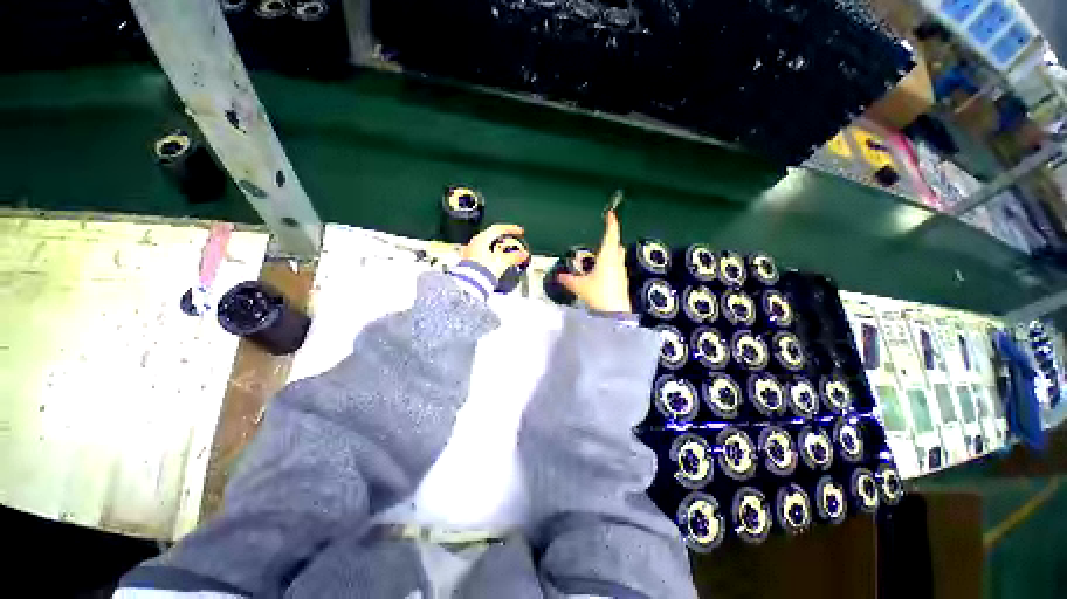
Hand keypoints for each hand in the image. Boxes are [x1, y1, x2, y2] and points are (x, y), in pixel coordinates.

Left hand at [461, 224, 530, 280]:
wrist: (470, 285)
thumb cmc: (482, 271)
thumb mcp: (503, 262)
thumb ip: (514, 257)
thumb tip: (523, 255)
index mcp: (481, 239)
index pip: (497, 229)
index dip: (510, 229)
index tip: (519, 232)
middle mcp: (474, 244)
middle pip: (491, 237)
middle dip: (503, 240)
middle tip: (512, 244)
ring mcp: (470, 253)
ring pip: (486, 246)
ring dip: (497, 249)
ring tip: (506, 255)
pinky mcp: (469, 263)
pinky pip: (482, 256)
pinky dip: (491, 257)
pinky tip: (495, 263)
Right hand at [558, 211, 631, 312]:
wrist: (615, 312)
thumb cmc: (599, 295)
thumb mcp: (580, 287)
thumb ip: (569, 280)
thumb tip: (559, 277)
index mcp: (607, 257)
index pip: (611, 235)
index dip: (611, 223)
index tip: (611, 214)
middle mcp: (616, 262)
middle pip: (616, 245)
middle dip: (611, 238)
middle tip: (604, 236)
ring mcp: (621, 272)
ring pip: (617, 256)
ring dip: (611, 253)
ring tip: (599, 255)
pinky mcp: (622, 281)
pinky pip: (616, 268)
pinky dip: (610, 265)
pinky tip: (601, 273)